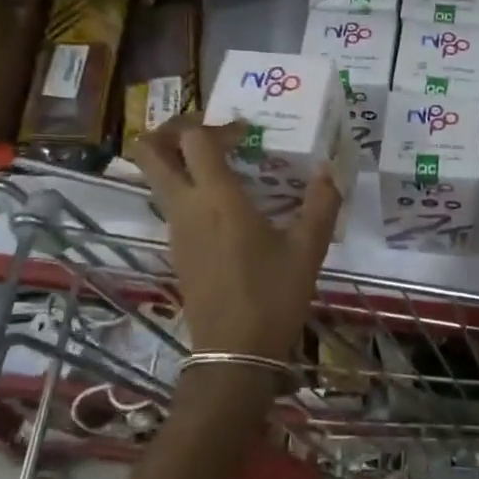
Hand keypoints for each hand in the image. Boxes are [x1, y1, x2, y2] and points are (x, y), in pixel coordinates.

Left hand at [131, 117, 339, 361]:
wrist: (234, 353)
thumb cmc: (272, 295)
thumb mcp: (307, 249)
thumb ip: (321, 204)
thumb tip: (329, 171)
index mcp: (216, 197)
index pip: (193, 139)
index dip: (216, 125)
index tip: (247, 135)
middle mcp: (186, 207)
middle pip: (149, 152)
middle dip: (170, 130)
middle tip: (209, 132)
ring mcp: (175, 231)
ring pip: (158, 179)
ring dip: (181, 162)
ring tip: (226, 167)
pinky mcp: (177, 251)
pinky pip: (172, 205)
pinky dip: (190, 191)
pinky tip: (228, 208)